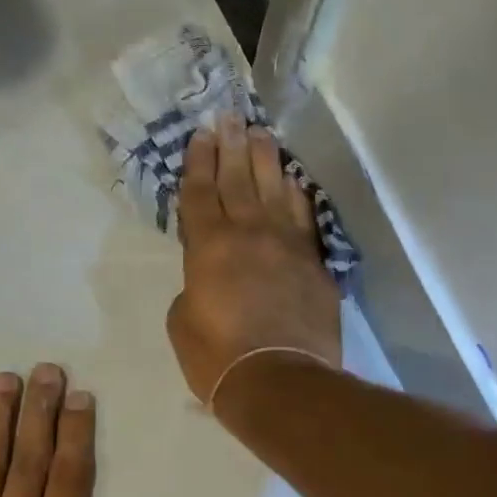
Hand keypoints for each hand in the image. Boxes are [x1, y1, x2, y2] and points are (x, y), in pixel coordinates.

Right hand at [166, 115, 342, 406]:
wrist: (279, 380)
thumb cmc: (218, 358)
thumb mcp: (182, 323)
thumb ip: (193, 288)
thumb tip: (209, 279)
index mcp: (209, 247)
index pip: (200, 194)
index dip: (198, 163)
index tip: (201, 135)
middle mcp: (249, 234)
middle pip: (238, 180)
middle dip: (231, 146)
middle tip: (229, 116)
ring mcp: (287, 246)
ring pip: (274, 190)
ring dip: (266, 160)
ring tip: (260, 134)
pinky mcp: (314, 264)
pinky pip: (303, 218)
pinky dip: (296, 196)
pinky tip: (292, 181)